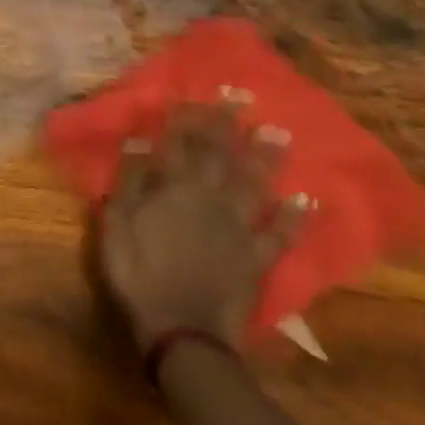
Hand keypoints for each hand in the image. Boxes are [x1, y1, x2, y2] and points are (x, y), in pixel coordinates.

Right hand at [99, 103, 307, 352]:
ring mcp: (239, 227)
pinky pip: (280, 233)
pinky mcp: (257, 257)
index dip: (185, 118)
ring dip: (266, 157)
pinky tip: (307, 199)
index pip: (179, 144)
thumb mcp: (117, 225)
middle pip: (219, 155)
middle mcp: (210, 199)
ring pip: (254, 184)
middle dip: (227, 124)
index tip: (193, 93)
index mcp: (173, 189)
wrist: (182, 331)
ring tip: (278, 132)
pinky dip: (295, 216)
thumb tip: (140, 142)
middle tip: (239, 96)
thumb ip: (130, 182)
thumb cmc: (138, 274)